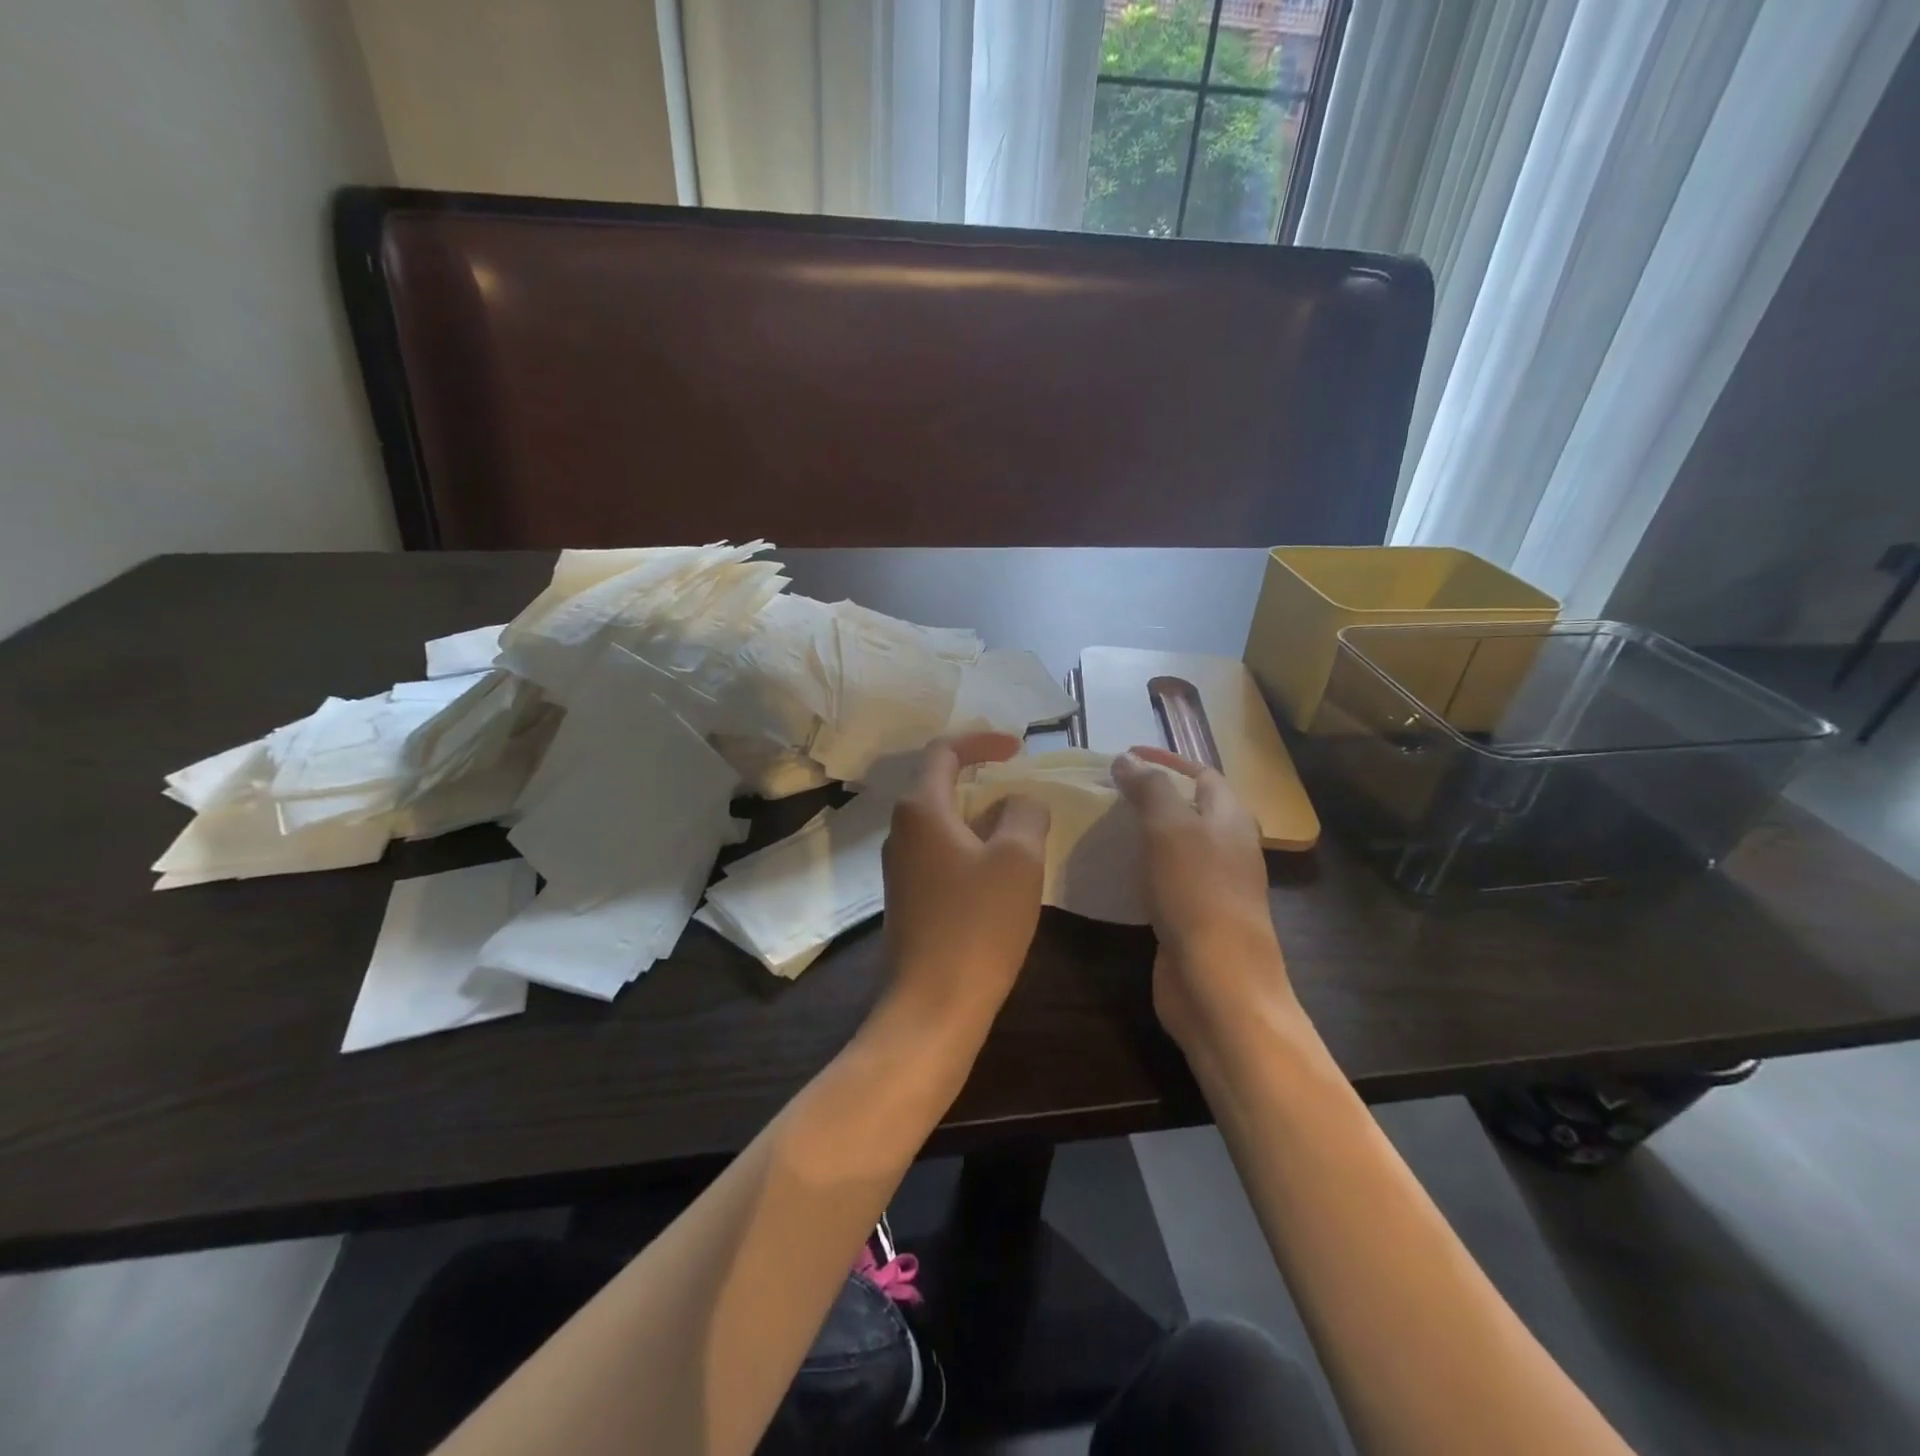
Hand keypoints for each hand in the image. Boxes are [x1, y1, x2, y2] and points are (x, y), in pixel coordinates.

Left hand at [880, 733, 1050, 1030]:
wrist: (933, 1005)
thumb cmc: (977, 924)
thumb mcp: (1018, 859)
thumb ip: (1024, 814)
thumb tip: (1019, 803)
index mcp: (920, 809)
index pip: (944, 751)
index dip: (982, 740)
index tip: (1019, 748)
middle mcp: (901, 831)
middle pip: (941, 785)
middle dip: (985, 780)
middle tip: (1024, 789)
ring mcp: (900, 868)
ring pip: (944, 823)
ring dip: (981, 817)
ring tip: (1021, 831)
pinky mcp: (908, 899)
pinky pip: (942, 854)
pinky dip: (972, 848)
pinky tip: (1000, 873)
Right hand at [1112, 747, 1297, 1056]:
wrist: (1218, 982)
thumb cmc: (1197, 893)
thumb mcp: (1170, 827)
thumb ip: (1149, 788)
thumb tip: (1127, 759)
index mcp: (1230, 818)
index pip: (1200, 773)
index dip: (1165, 759)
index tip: (1123, 757)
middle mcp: (1226, 846)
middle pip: (1188, 808)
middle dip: (1150, 794)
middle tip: (1104, 791)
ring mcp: (1211, 884)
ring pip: (1174, 844)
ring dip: (1141, 831)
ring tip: (1100, 824)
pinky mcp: (1192, 916)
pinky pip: (1163, 878)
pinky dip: (1139, 867)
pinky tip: (1112, 871)